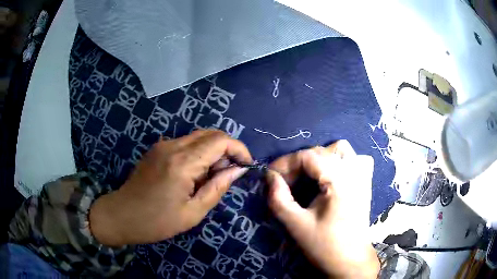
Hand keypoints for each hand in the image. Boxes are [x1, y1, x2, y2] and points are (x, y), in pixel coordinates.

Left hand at [89, 130, 251, 246]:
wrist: (122, 215)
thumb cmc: (157, 221)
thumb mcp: (193, 212)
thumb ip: (217, 187)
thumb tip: (238, 170)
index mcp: (183, 162)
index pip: (220, 140)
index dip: (239, 149)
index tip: (246, 166)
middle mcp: (173, 146)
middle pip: (211, 133)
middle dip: (227, 149)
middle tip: (230, 172)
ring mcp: (163, 145)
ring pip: (198, 136)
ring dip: (213, 151)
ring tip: (212, 176)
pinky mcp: (157, 149)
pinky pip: (185, 143)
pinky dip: (198, 152)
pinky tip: (194, 173)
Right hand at [266, 140, 379, 277]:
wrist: (351, 261)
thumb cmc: (325, 246)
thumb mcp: (297, 225)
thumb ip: (279, 199)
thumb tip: (269, 176)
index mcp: (339, 181)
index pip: (308, 156)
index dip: (285, 162)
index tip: (270, 176)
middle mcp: (354, 171)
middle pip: (321, 151)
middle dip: (298, 163)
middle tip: (285, 182)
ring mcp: (363, 176)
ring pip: (340, 149)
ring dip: (320, 158)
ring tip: (307, 176)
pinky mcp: (365, 183)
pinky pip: (354, 159)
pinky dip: (340, 160)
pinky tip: (332, 175)